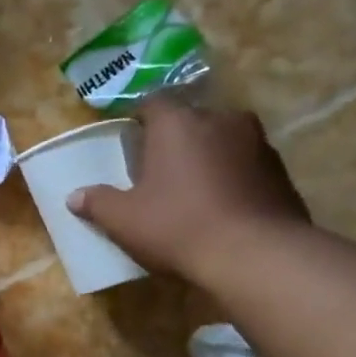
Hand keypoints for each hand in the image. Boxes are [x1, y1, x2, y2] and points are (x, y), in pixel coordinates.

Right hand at [66, 97, 309, 285]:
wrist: (255, 255)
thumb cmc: (177, 226)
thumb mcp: (123, 220)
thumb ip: (97, 203)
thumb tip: (75, 197)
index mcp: (178, 123)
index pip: (153, 102)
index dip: (138, 118)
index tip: (128, 139)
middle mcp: (221, 120)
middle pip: (190, 119)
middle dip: (174, 139)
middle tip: (156, 168)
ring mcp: (258, 143)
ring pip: (222, 140)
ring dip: (205, 157)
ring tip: (189, 189)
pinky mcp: (280, 171)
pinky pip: (245, 165)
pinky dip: (230, 177)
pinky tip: (218, 206)